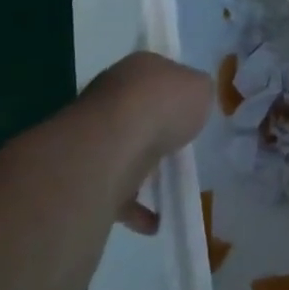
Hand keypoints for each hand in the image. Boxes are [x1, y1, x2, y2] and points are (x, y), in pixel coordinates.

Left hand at [77, 52, 211, 234]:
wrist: (115, 143)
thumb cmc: (163, 105)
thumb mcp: (200, 88)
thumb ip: (198, 93)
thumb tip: (192, 100)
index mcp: (138, 68)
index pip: (157, 73)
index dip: (174, 90)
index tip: (189, 111)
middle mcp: (111, 94)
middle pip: (137, 111)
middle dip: (155, 129)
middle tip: (179, 147)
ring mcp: (95, 133)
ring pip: (123, 150)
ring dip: (141, 168)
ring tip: (169, 186)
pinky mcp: (88, 172)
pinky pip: (115, 190)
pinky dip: (134, 207)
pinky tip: (155, 221)